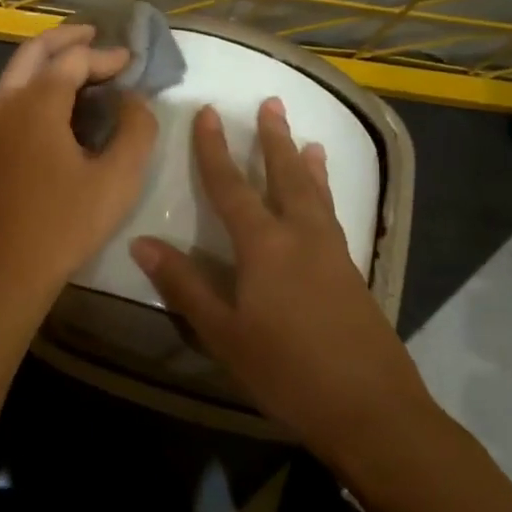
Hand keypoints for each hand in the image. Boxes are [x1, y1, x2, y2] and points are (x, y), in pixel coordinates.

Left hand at [0, 25, 157, 309]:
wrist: (1, 272)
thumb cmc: (63, 225)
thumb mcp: (117, 180)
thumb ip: (136, 130)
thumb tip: (135, 100)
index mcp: (35, 104)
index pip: (73, 61)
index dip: (105, 56)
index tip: (131, 63)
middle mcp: (5, 104)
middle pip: (33, 53)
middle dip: (66, 39)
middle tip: (96, 35)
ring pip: (16, 74)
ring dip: (47, 62)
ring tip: (81, 66)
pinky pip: (10, 99)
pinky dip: (35, 86)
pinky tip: (58, 107)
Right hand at [130, 98, 435, 466]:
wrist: (371, 408)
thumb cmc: (286, 370)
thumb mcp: (223, 332)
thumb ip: (184, 285)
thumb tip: (141, 242)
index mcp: (264, 245)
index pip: (231, 187)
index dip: (215, 149)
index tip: (208, 113)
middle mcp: (300, 236)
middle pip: (285, 175)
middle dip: (273, 139)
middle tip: (271, 103)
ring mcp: (332, 252)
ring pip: (316, 193)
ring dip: (306, 162)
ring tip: (307, 138)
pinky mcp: (352, 272)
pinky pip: (333, 215)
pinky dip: (325, 193)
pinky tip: (325, 203)